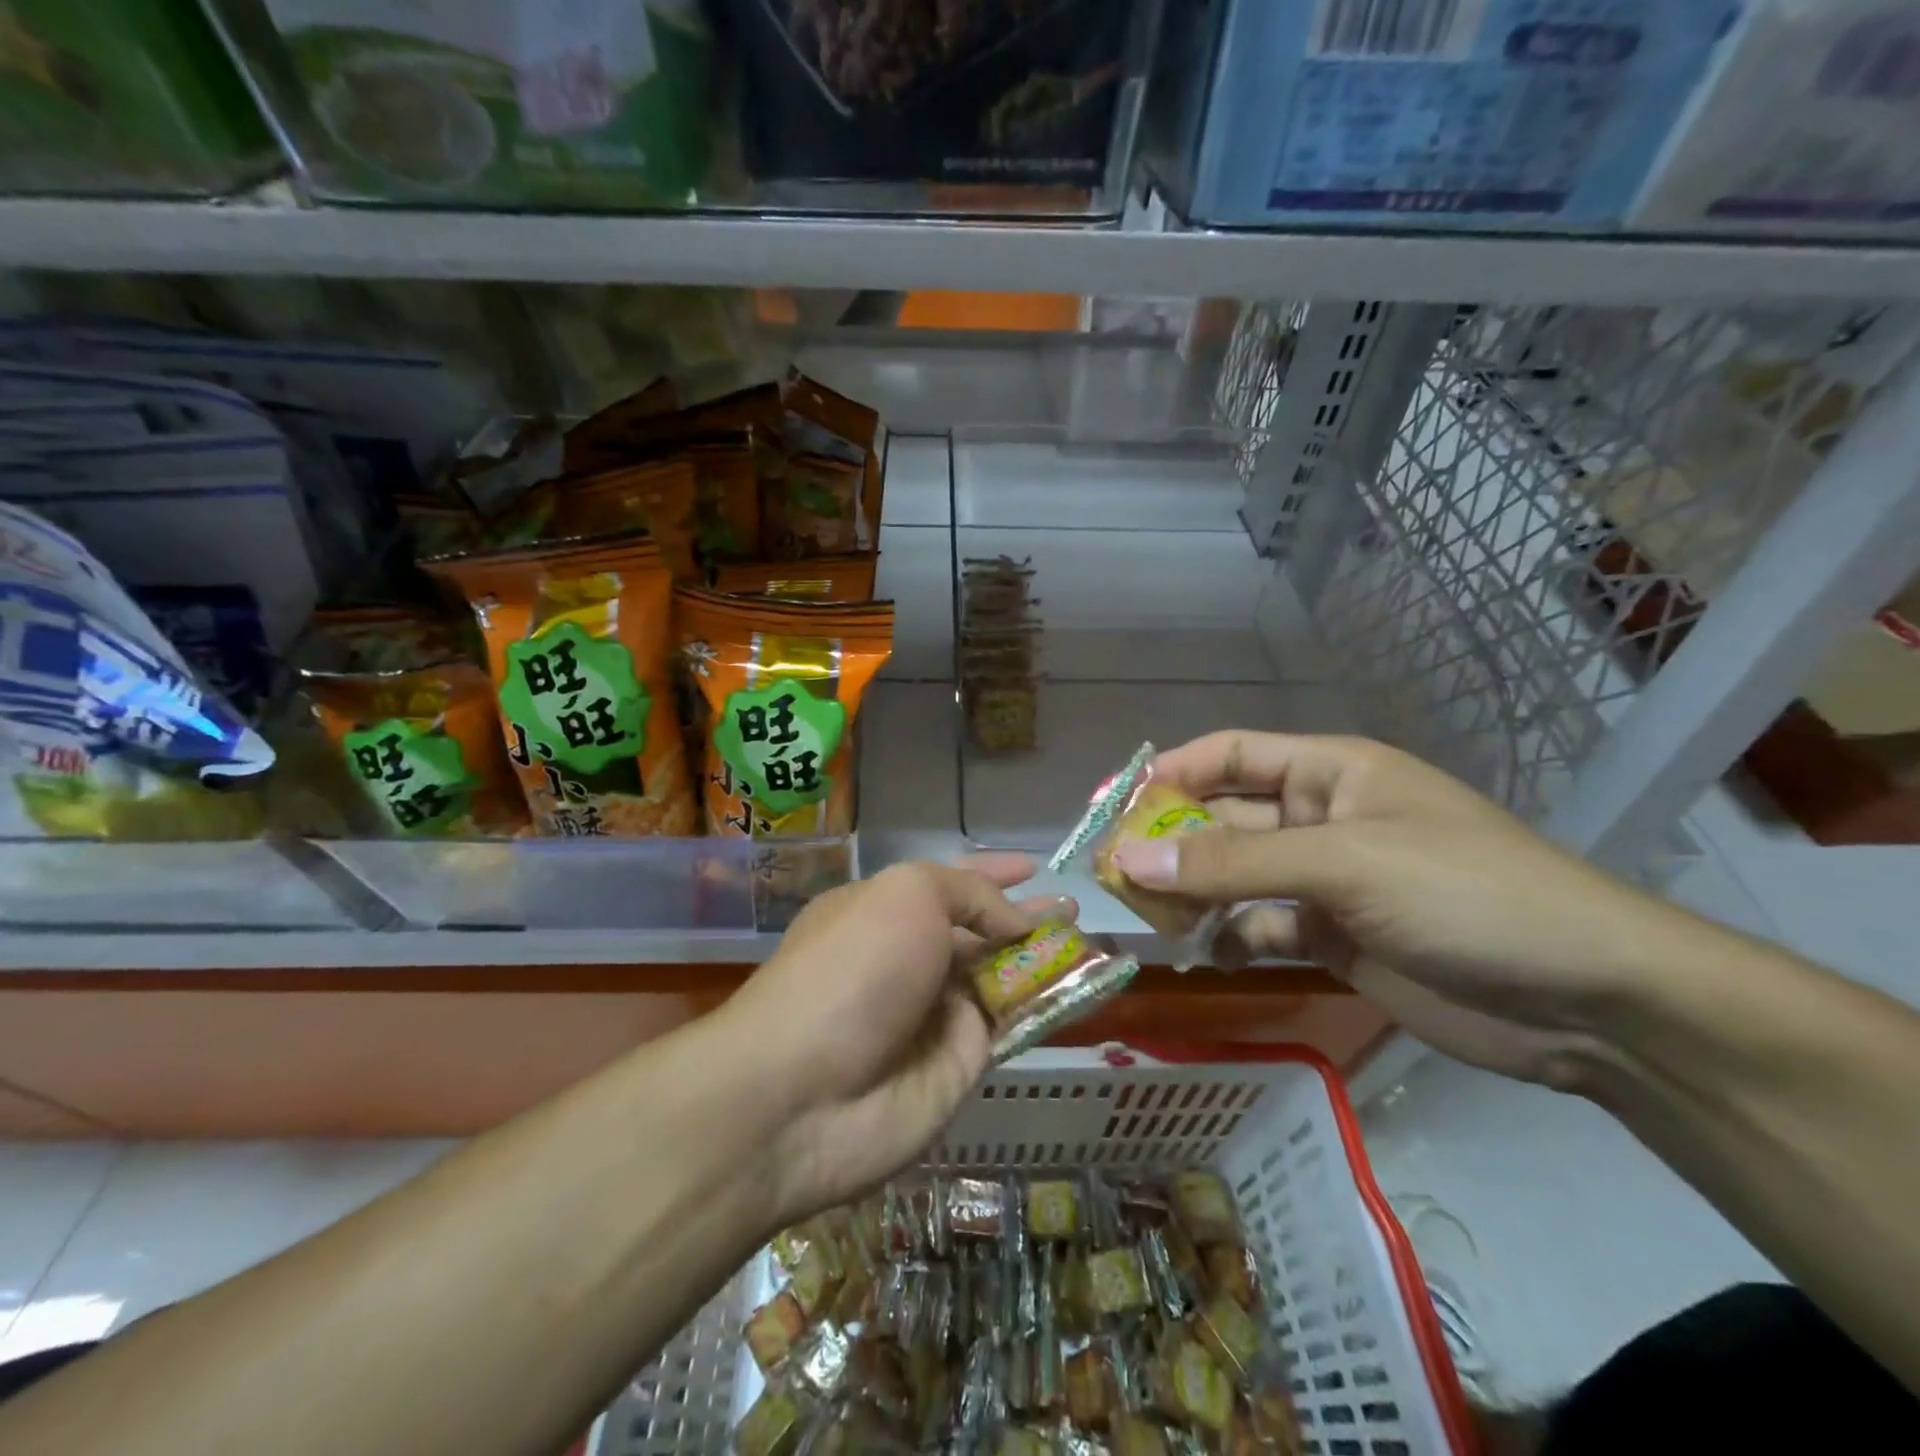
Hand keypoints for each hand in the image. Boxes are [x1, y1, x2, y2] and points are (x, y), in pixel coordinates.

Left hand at [720, 857, 1070, 1223]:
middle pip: (977, 933)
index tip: (1031, 867)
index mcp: (882, 912)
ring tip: (1091, 943)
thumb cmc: (853, 968)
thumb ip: (969, 895)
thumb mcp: (907, 896)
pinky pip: (1010, 1026)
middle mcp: (908, 960)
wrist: (803, 1093)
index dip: (989, 873)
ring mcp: (932, 1015)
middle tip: (1074, 911)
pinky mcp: (957, 1066)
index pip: (947, 885)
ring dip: (1042, 962)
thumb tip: (1012, 922)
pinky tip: (1084, 987)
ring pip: (999, 980)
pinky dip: (1044, 1006)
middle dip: (1023, 920)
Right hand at [1109, 732, 1704, 1086]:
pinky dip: (1227, 938)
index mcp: (1327, 772)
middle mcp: (1318, 820)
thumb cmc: (1464, 894)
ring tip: (1144, 921)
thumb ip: (1231, 864)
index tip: (1109, 808)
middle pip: (1222, 821)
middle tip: (1109, 877)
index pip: (1227, 756)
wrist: (1588, 1001)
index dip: (1168, 774)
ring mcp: (1324, 883)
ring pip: (1234, 879)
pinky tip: (1198, 954)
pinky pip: (1259, 928)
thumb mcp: (1343, 865)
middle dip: (1169, 845)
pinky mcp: (1332, 939)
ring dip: (1191, 896)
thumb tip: (1126, 858)